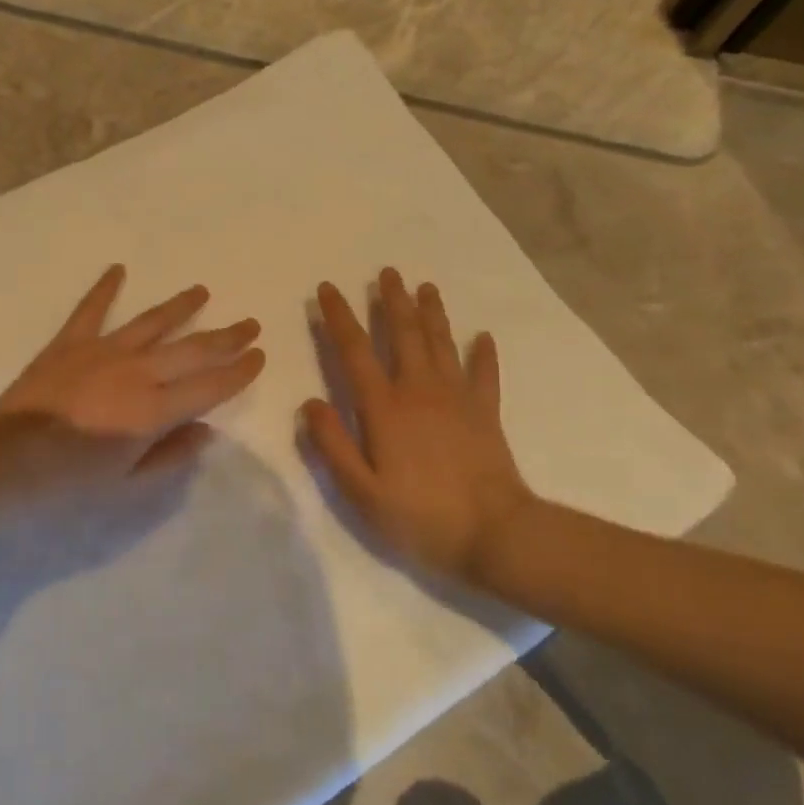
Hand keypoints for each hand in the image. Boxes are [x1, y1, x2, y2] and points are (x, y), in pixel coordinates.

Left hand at [0, 265, 265, 475]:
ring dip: (180, 306)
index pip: (210, 386)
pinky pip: (91, 310)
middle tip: (250, 323)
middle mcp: (137, 372)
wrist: (4, 459)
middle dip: (225, 337)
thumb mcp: (127, 484)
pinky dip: (105, 288)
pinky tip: (118, 269)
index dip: (239, 371)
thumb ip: (171, 455)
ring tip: (202, 290)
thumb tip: (207, 429)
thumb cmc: (68, 481)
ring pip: (152, 323)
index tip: (259, 356)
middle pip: (191, 350)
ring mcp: (103, 351)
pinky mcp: (70, 343)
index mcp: (155, 410)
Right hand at [304, 269, 536, 587]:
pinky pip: (485, 373)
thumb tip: (309, 402)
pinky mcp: (486, 412)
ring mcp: (457, 398)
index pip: (354, 351)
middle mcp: (419, 390)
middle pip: (404, 334)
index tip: (327, 289)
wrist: (495, 533)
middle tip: (388, 271)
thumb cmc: (420, 516)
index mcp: (384, 407)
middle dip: (392, 300)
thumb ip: (331, 444)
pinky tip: (483, 336)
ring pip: (441, 343)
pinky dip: (484, 353)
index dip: (339, 317)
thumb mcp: (361, 491)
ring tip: (426, 287)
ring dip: (432, 313)